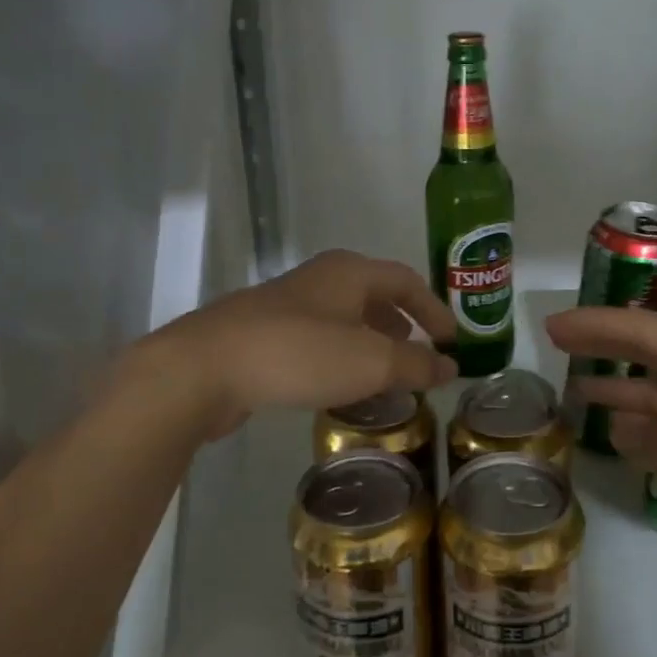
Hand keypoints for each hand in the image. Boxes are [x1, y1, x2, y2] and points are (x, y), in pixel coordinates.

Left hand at [141, 250, 457, 438]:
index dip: (433, 310)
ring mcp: (286, 304)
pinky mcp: (261, 333)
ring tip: (384, 373)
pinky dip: (340, 356)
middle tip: (419, 354)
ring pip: (343, 318)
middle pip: (373, 294)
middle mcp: (319, 279)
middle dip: (401, 323)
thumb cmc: (299, 353)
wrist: (204, 368)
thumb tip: (450, 366)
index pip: (406, 281)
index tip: (451, 341)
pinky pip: (317, 339)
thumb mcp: (370, 361)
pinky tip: (338, 384)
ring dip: (370, 342)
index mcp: (349, 273)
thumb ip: (415, 364)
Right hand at [547, 306, 656, 573]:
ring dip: (627, 384)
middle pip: (656, 348)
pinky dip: (656, 416)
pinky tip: (629, 427)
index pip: (646, 332)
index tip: (552, 326)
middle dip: (606, 344)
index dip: (596, 326)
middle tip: (556, 343)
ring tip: (578, 386)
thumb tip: (619, 425)